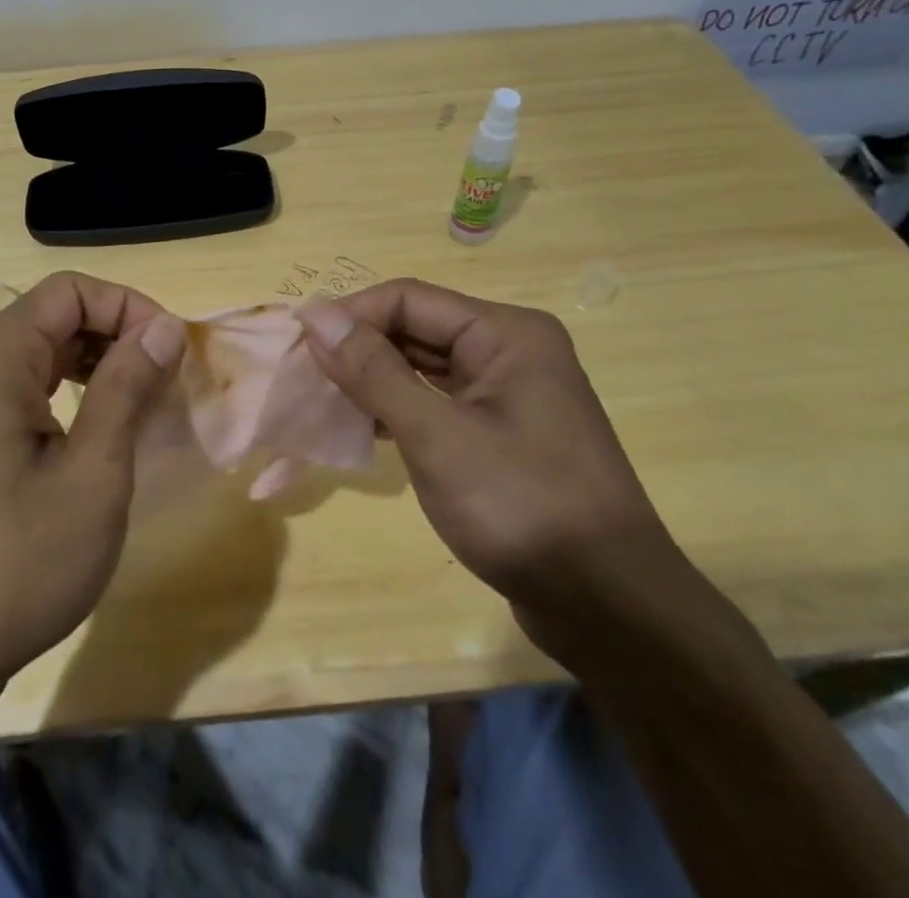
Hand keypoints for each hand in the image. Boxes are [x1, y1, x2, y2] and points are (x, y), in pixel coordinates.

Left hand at [0, 272, 185, 706]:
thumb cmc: (14, 566)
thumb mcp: (92, 474)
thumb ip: (128, 386)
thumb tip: (165, 325)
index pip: (71, 291)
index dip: (130, 307)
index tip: (173, 353)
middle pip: (54, 316)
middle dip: (118, 336)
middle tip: (166, 383)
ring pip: (41, 353)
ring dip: (97, 366)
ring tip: (141, 408)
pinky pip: (22, 389)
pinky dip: (68, 395)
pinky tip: (96, 436)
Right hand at [298, 279, 710, 670]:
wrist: (610, 609)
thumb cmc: (522, 507)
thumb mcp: (437, 436)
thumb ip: (374, 371)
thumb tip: (317, 316)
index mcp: (506, 333)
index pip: (409, 299)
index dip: (351, 315)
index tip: (298, 343)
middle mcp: (510, 351)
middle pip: (417, 329)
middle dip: (360, 348)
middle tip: (303, 375)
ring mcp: (509, 394)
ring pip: (425, 367)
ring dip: (375, 379)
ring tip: (323, 400)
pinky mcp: (503, 433)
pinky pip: (439, 402)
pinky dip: (399, 409)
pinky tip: (364, 427)